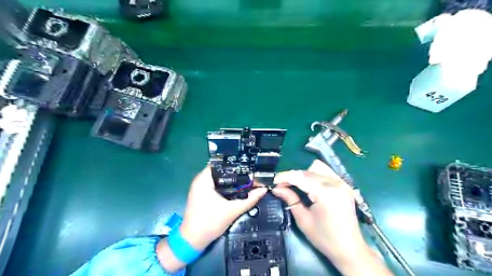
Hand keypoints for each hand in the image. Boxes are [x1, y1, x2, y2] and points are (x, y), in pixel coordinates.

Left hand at [158, 166, 264, 271]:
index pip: (222, 163)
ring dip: (232, 179)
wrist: (193, 241)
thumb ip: (250, 199)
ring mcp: (199, 186)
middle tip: (251, 173)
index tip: (250, 166)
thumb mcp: (232, 211)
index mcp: (204, 179)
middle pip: (222, 170)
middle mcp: (200, 179)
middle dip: (236, 172)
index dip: (237, 164)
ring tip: (247, 179)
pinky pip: (216, 184)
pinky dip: (226, 185)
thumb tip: (263, 189)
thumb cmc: (210, 223)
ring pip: (219, 177)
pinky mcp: (201, 193)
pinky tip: (237, 188)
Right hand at [270, 161, 362, 263]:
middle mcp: (335, 183)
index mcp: (325, 193)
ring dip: (304, 174)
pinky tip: (309, 185)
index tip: (273, 181)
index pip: (300, 177)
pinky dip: (315, 175)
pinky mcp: (345, 185)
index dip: (284, 177)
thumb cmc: (325, 238)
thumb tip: (276, 188)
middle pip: (307, 171)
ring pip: (317, 168)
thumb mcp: (303, 220)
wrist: (350, 249)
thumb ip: (290, 199)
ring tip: (296, 185)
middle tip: (281, 186)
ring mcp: (342, 183)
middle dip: (292, 176)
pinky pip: (326, 172)